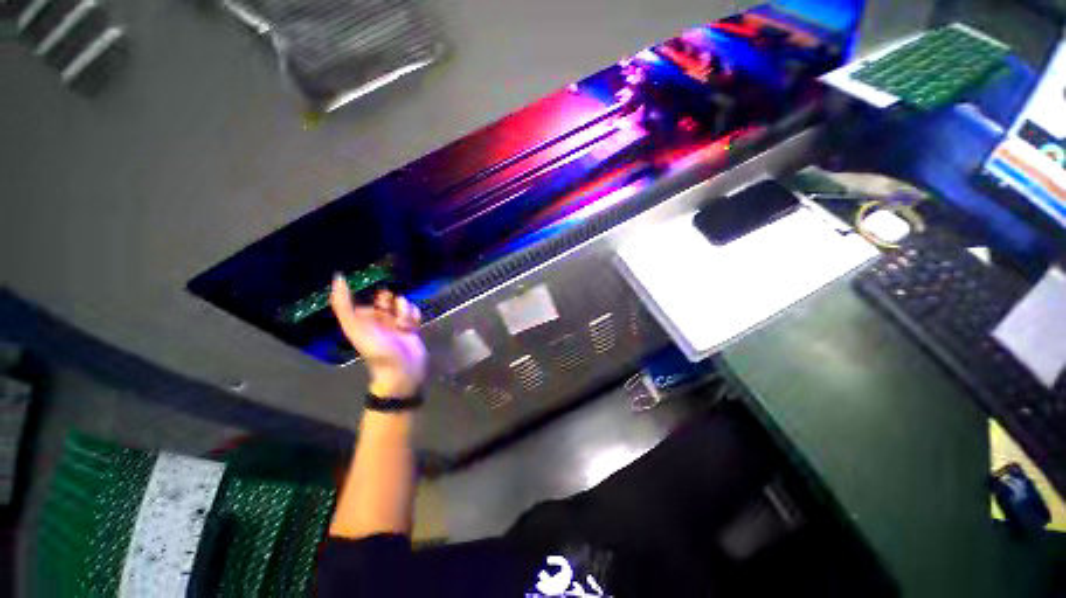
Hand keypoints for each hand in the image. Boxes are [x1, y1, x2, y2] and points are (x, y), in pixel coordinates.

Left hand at [330, 276, 427, 398]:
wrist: (403, 370)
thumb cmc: (377, 350)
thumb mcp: (355, 327)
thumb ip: (343, 305)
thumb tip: (338, 277)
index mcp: (362, 318)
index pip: (367, 294)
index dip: (373, 293)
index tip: (378, 298)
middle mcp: (379, 318)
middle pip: (387, 296)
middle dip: (391, 301)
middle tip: (390, 312)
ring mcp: (397, 322)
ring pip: (403, 302)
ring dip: (405, 310)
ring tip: (403, 325)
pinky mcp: (412, 326)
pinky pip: (415, 311)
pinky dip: (415, 316)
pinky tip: (413, 326)